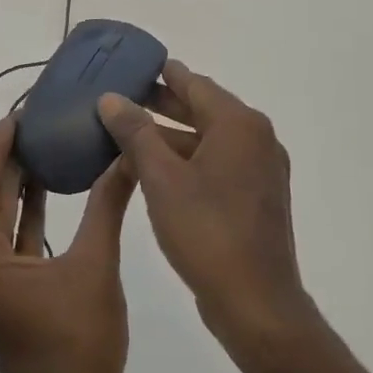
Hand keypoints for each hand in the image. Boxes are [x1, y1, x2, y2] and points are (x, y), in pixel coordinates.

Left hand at [0, 113, 135, 372]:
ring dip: (15, 187)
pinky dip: (23, 217)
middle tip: (32, 124)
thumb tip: (126, 158)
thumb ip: (106, 207)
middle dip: (6, 162)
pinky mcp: (1, 299)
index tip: (15, 117)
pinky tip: (47, 191)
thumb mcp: (95, 266)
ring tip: (41, 146)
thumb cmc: (79, 344)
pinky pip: (7, 245)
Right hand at [97, 61, 313, 351]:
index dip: (162, 74)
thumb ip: (135, 132)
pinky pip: (218, 163)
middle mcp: (257, 139)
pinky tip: (157, 170)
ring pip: (210, 138)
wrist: (257, 305)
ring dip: (173, 135)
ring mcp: (261, 171)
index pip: (195, 83)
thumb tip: (111, 98)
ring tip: (130, 134)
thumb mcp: (161, 178)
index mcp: (239, 125)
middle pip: (204, 108)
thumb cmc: (207, 231)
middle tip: (123, 98)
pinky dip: (188, 158)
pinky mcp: (258, 198)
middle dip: (164, 104)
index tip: (133, 67)